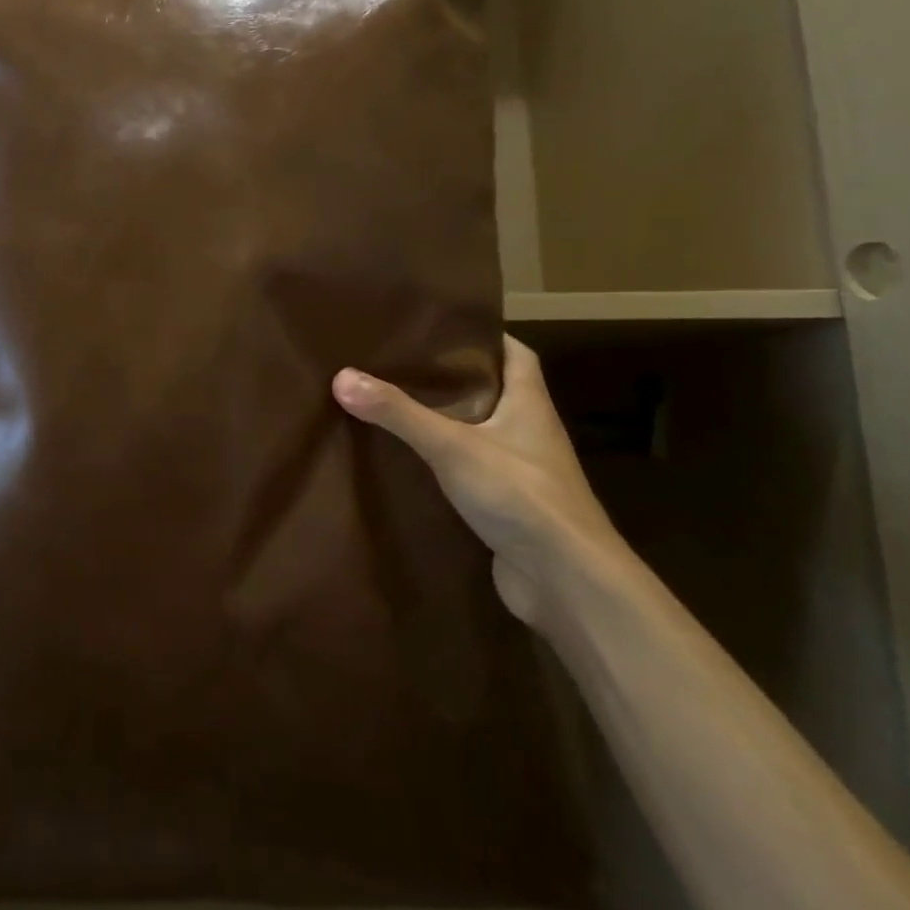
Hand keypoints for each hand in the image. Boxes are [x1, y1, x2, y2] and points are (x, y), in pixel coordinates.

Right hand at [333, 336, 620, 624]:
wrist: (567, 582)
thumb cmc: (521, 496)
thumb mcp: (452, 445)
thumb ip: (399, 413)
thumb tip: (342, 376)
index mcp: (529, 404)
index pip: (516, 354)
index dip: (485, 337)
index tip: (443, 327)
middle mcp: (530, 433)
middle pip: (494, 392)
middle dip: (454, 378)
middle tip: (403, 363)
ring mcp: (521, 473)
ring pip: (481, 434)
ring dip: (447, 422)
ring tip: (397, 406)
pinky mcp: (508, 508)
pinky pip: (472, 472)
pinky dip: (445, 464)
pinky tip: (410, 464)